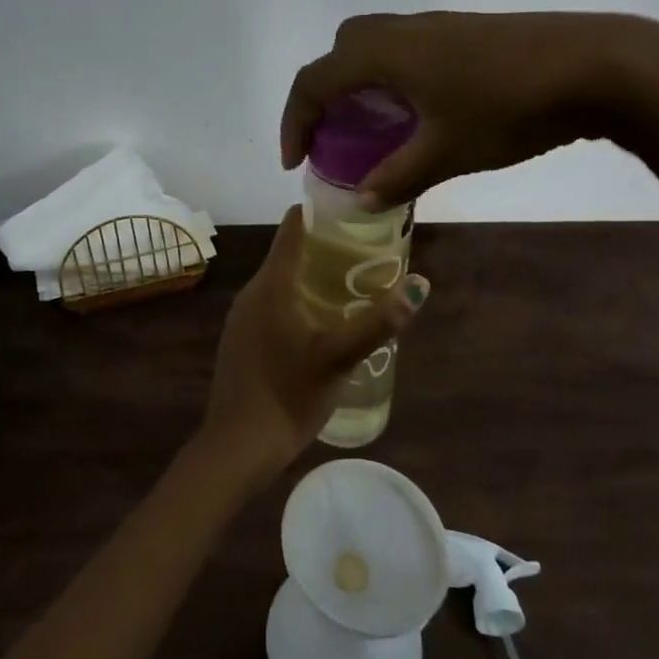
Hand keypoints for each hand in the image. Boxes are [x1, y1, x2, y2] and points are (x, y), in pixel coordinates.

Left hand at [196, 209, 429, 485]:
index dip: (320, 214)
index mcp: (272, 285)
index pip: (292, 228)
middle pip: (287, 253)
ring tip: (348, 286)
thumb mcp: (340, 357)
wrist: (238, 446)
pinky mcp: (240, 340)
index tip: (352, 212)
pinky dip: (295, 301)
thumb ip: (380, 321)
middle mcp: (252, 292)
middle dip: (323, 248)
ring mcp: (241, 318)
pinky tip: (318, 324)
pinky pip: (270, 305)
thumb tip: (420, 283)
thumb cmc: (290, 394)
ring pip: (279, 282)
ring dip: (310, 277)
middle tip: (364, 253)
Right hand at [280, 10, 658, 209]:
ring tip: (373, 129)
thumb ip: (397, 178)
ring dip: (360, 85)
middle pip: (341, 52)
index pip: (315, 79)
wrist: (595, 65)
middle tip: (333, 136)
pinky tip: (420, 114)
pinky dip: (392, 79)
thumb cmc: (508, 108)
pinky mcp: (465, 33)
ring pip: (375, 47)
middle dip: (325, 94)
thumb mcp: (447, 152)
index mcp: (384, 53)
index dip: (295, 120)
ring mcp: (436, 27)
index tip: (296, 161)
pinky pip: (406, 51)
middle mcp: (402, 30)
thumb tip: (362, 200)